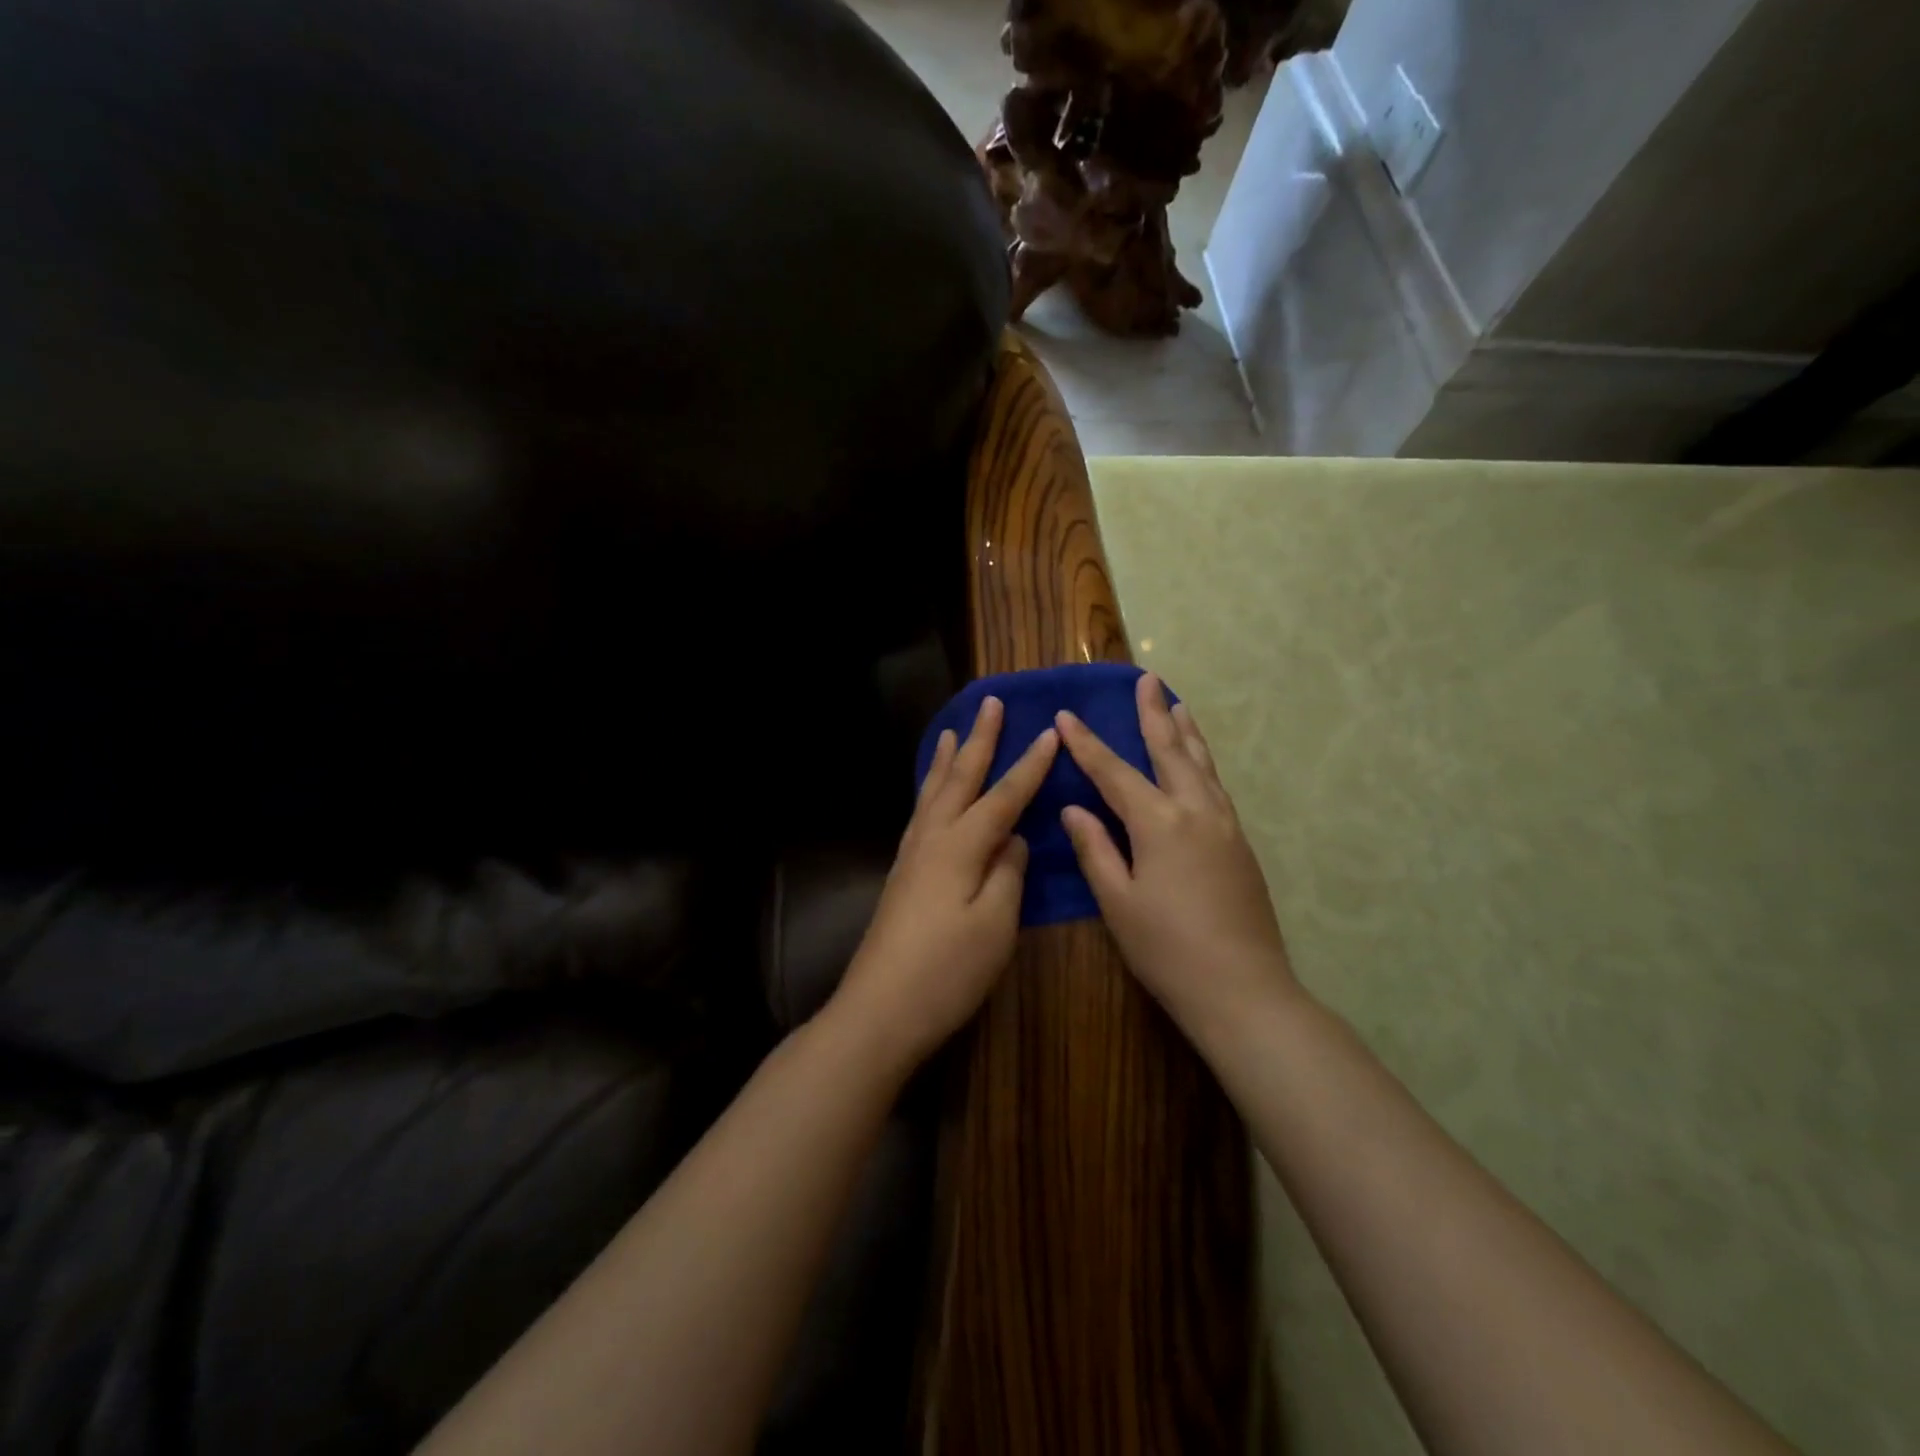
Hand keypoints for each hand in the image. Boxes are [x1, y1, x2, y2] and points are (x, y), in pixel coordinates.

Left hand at [830, 695, 1058, 1069]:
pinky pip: (920, 815)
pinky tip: (932, 797)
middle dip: (979, 741)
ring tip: (953, 733)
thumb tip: (1013, 840)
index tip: (1050, 733)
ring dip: (947, 761)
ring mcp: (911, 857)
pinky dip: (931, 791)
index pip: (1003, 796)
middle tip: (990, 703)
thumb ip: (1008, 874)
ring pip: (933, 794)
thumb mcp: (994, 925)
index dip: (1029, 765)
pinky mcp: (901, 876)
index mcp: (960, 846)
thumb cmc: (946, 970)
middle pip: (960, 780)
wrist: (880, 1009)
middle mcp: (931, 839)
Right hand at [1055, 673, 1297, 1039]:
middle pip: (1170, 751)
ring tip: (1177, 703)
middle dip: (1153, 714)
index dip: (1087, 744)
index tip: (1065, 715)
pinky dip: (1203, 762)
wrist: (1243, 989)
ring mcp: (1225, 825)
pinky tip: (1198, 764)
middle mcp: (1196, 811)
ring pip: (1202, 764)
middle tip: (1146, 679)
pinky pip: (1216, 786)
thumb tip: (1075, 808)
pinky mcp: (1241, 844)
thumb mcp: (1118, 902)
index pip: (1114, 772)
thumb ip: (1096, 849)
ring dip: (1186, 731)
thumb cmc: (1168, 949)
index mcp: (1160, 823)